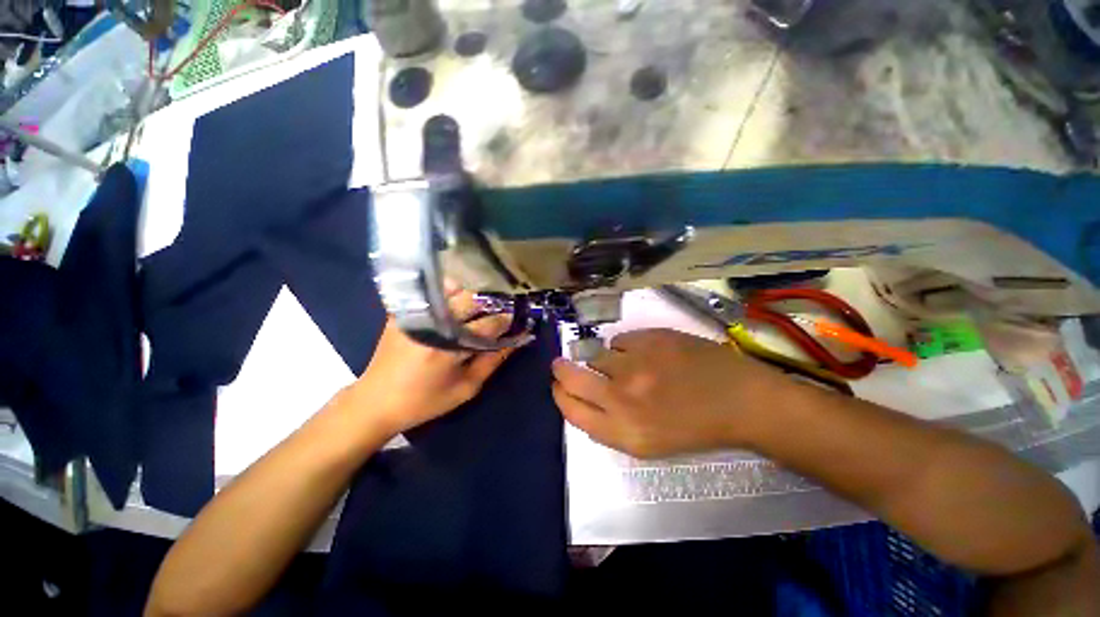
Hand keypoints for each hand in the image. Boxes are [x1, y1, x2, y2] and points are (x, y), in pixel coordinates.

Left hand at [350, 292, 516, 436]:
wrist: (375, 401)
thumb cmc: (425, 401)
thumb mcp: (465, 388)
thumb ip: (492, 362)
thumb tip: (515, 341)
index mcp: (449, 347)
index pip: (488, 324)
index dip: (505, 321)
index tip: (514, 320)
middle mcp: (432, 324)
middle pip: (472, 300)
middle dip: (490, 305)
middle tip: (497, 313)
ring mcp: (414, 314)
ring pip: (453, 291)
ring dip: (470, 297)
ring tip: (476, 309)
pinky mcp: (402, 312)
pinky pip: (432, 293)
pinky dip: (448, 294)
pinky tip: (452, 305)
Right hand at [552, 329, 791, 458]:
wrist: (741, 401)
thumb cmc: (693, 429)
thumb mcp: (647, 444)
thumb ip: (608, 424)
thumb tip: (582, 398)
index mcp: (623, 431)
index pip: (571, 409)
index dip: (559, 394)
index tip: (559, 385)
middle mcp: (623, 397)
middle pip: (571, 377)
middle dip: (560, 369)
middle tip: (561, 364)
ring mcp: (637, 363)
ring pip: (595, 355)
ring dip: (600, 360)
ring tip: (624, 364)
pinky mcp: (651, 338)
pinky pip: (620, 339)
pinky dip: (624, 347)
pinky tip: (645, 353)